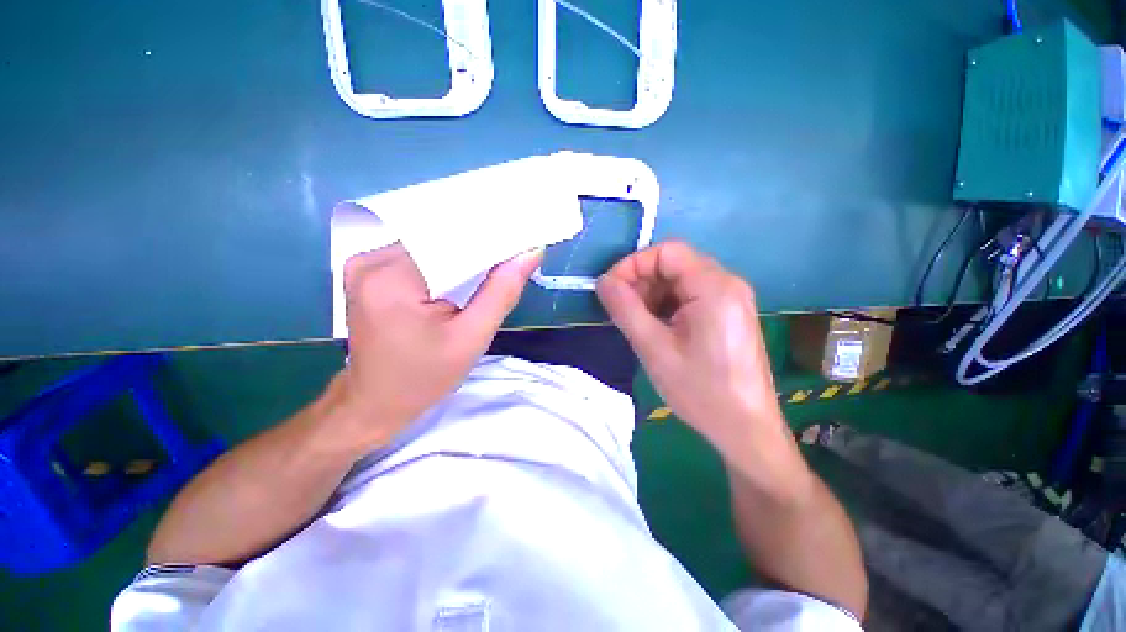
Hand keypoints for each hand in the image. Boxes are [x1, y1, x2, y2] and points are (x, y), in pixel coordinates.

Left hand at [339, 244, 541, 449]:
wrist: (376, 402)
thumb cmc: (425, 378)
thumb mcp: (473, 337)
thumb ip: (502, 292)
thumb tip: (531, 252)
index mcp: (393, 279)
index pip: (454, 242)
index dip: (493, 239)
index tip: (523, 242)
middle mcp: (371, 261)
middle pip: (440, 240)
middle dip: (479, 248)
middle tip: (514, 253)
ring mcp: (364, 263)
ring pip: (430, 246)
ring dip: (463, 255)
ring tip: (495, 263)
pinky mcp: (368, 271)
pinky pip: (417, 255)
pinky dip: (445, 262)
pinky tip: (465, 272)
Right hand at [596, 242, 793, 476]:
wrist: (746, 430)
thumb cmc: (700, 390)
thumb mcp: (654, 349)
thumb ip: (625, 309)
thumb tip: (602, 282)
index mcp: (714, 287)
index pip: (666, 252)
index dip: (632, 265)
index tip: (610, 290)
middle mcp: (727, 283)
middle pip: (674, 264)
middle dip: (641, 282)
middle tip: (620, 310)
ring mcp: (730, 298)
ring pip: (680, 280)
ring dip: (652, 295)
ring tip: (637, 323)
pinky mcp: (728, 313)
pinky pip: (690, 296)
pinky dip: (667, 305)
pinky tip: (657, 329)